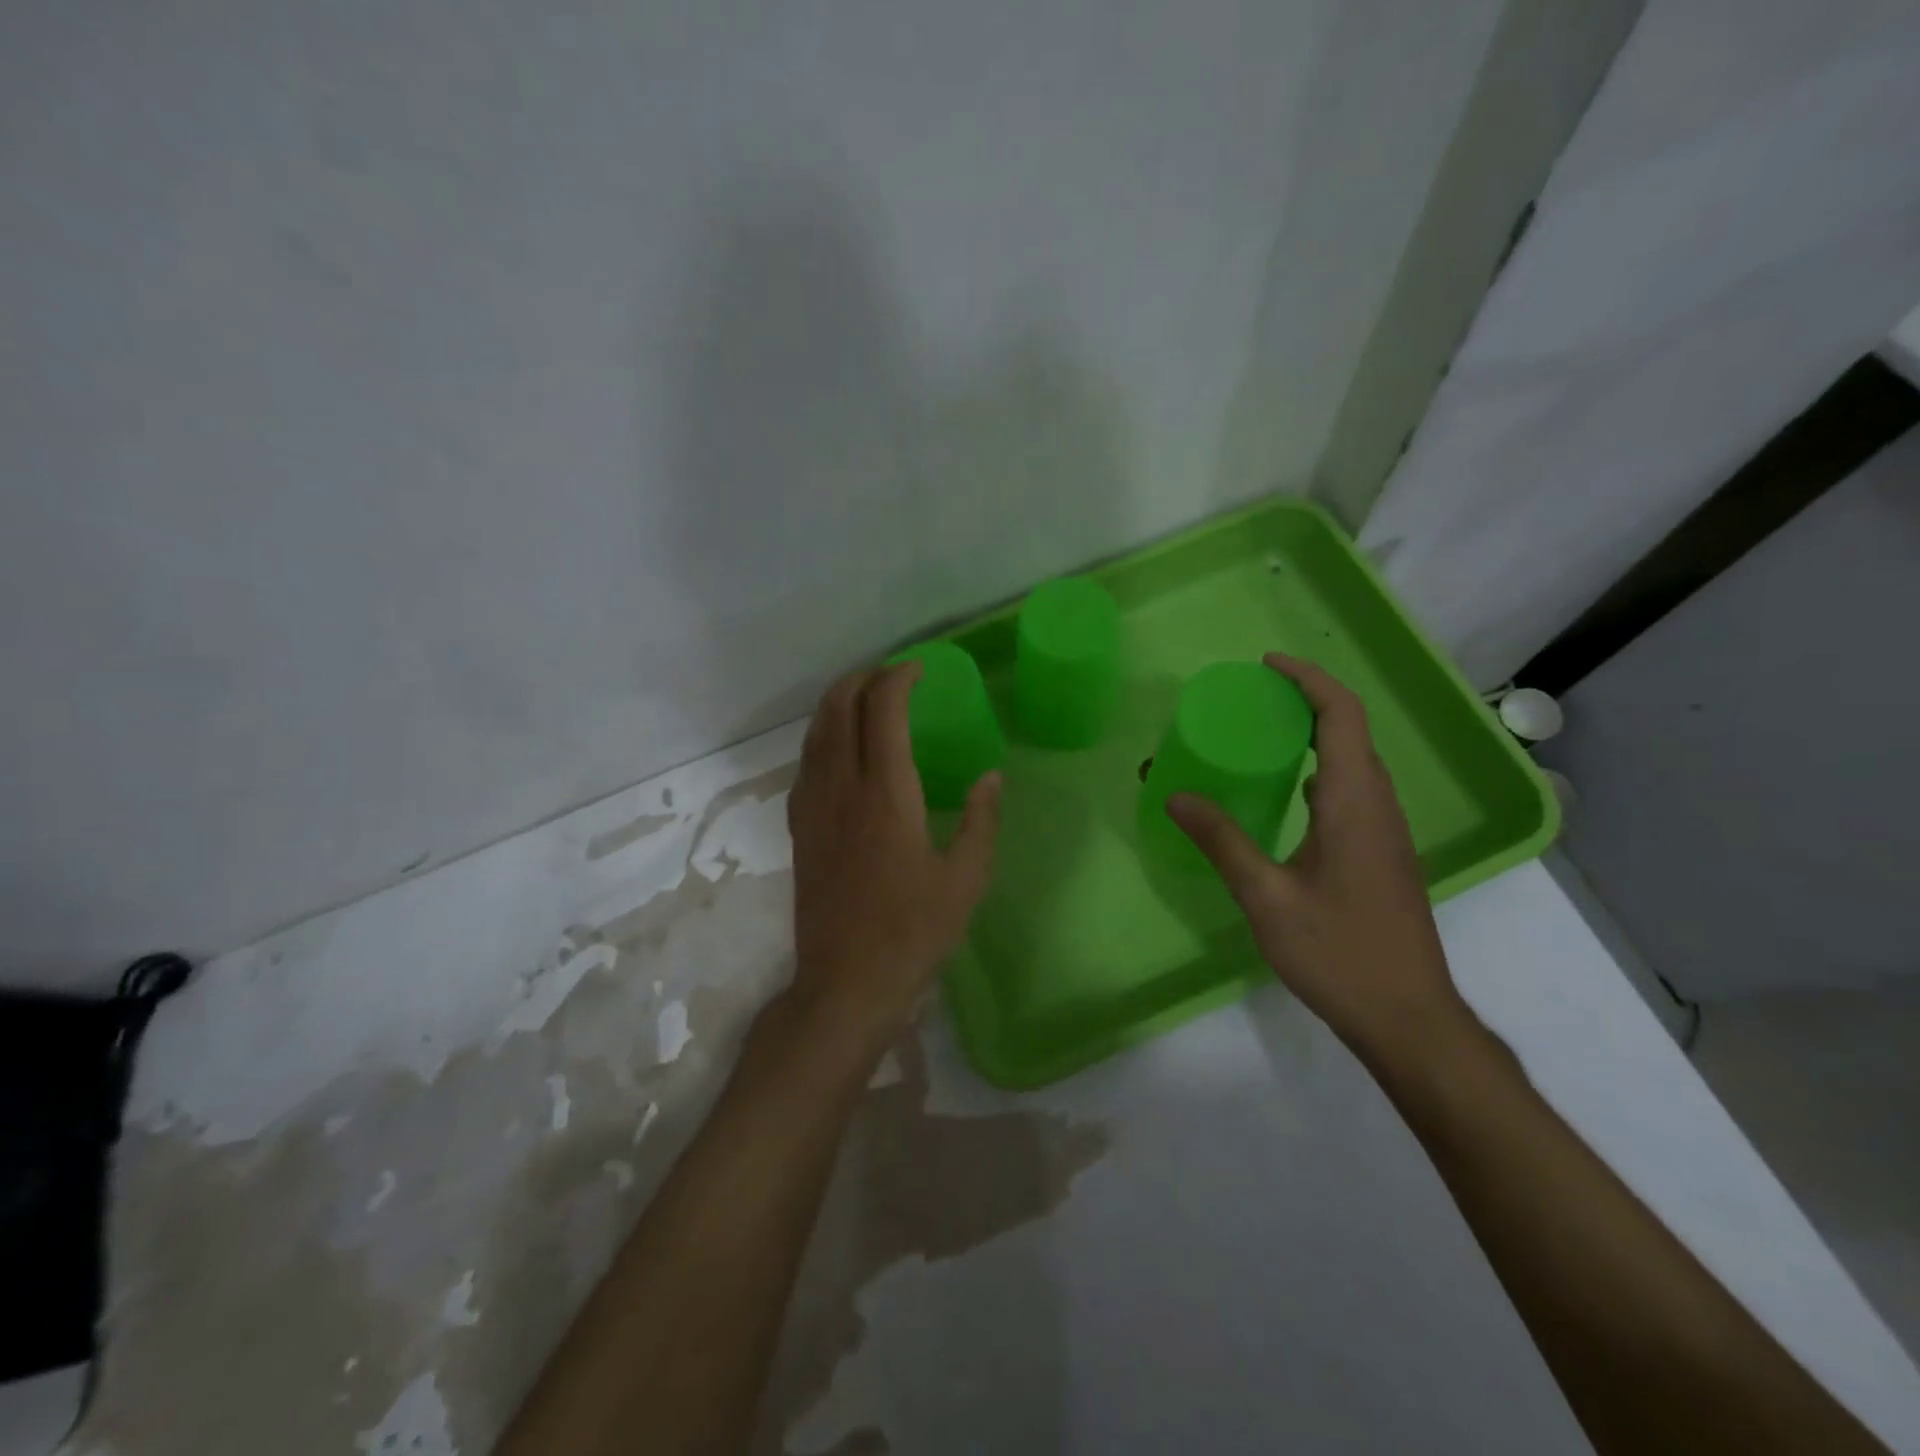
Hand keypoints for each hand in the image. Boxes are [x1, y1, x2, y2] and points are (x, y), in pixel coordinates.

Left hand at [785, 662, 1002, 1059]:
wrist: (847, 981)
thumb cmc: (913, 932)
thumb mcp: (966, 879)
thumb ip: (981, 820)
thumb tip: (991, 777)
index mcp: (886, 794)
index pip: (882, 711)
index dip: (899, 678)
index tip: (920, 671)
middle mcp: (842, 788)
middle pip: (838, 707)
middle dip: (863, 679)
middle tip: (892, 676)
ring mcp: (813, 806)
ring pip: (815, 731)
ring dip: (838, 701)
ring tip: (865, 697)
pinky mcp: (799, 828)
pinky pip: (806, 762)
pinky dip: (823, 735)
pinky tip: (840, 748)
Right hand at [1166, 652, 1466, 1061]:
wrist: (1408, 1017)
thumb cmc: (1338, 952)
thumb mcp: (1266, 897)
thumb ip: (1222, 841)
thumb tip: (1177, 795)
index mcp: (1354, 802)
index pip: (1341, 715)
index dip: (1308, 679)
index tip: (1266, 665)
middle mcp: (1377, 805)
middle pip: (1350, 730)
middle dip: (1305, 700)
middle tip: (1252, 698)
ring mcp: (1385, 831)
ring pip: (1353, 761)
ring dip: (1315, 735)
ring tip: (1261, 736)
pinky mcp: (1381, 854)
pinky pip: (1351, 790)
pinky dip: (1319, 770)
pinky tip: (1285, 794)